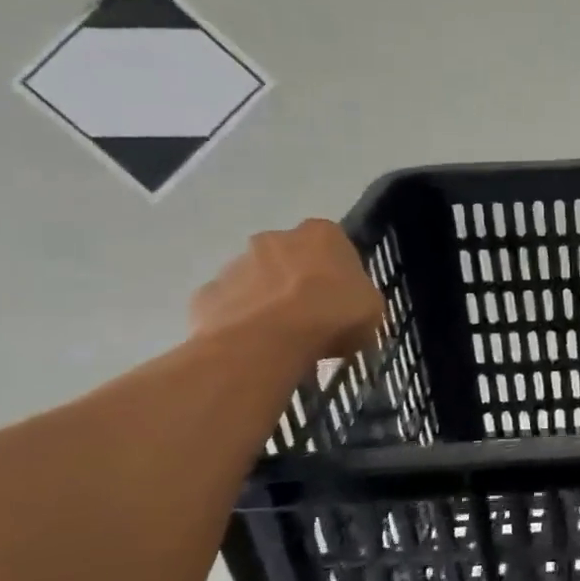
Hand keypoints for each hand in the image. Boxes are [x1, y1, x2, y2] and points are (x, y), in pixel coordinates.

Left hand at [190, 219, 384, 358]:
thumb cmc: (331, 316)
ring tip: (279, 339)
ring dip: (266, 300)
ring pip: (255, 280)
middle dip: (296, 281)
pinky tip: (251, 346)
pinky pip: (228, 307)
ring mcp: (235, 264)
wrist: (266, 342)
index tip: (341, 298)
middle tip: (310, 317)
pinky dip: (238, 322)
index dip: (337, 272)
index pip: (333, 245)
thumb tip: (350, 308)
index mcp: (321, 234)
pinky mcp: (207, 294)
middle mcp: (275, 238)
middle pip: (289, 257)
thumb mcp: (372, 310)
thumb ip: (360, 299)